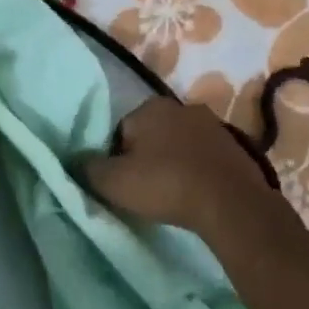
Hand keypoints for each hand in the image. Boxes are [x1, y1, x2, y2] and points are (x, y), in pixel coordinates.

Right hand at [84, 96, 266, 237]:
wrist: (229, 202)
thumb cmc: (165, 184)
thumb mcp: (114, 181)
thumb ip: (88, 169)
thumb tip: (74, 161)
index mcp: (150, 106)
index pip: (121, 131)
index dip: (117, 159)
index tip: (123, 184)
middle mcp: (181, 106)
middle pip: (151, 135)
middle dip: (146, 158)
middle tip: (146, 191)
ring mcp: (212, 125)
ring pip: (179, 145)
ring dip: (173, 164)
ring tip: (172, 195)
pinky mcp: (235, 146)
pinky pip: (204, 158)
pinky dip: (197, 172)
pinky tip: (196, 194)